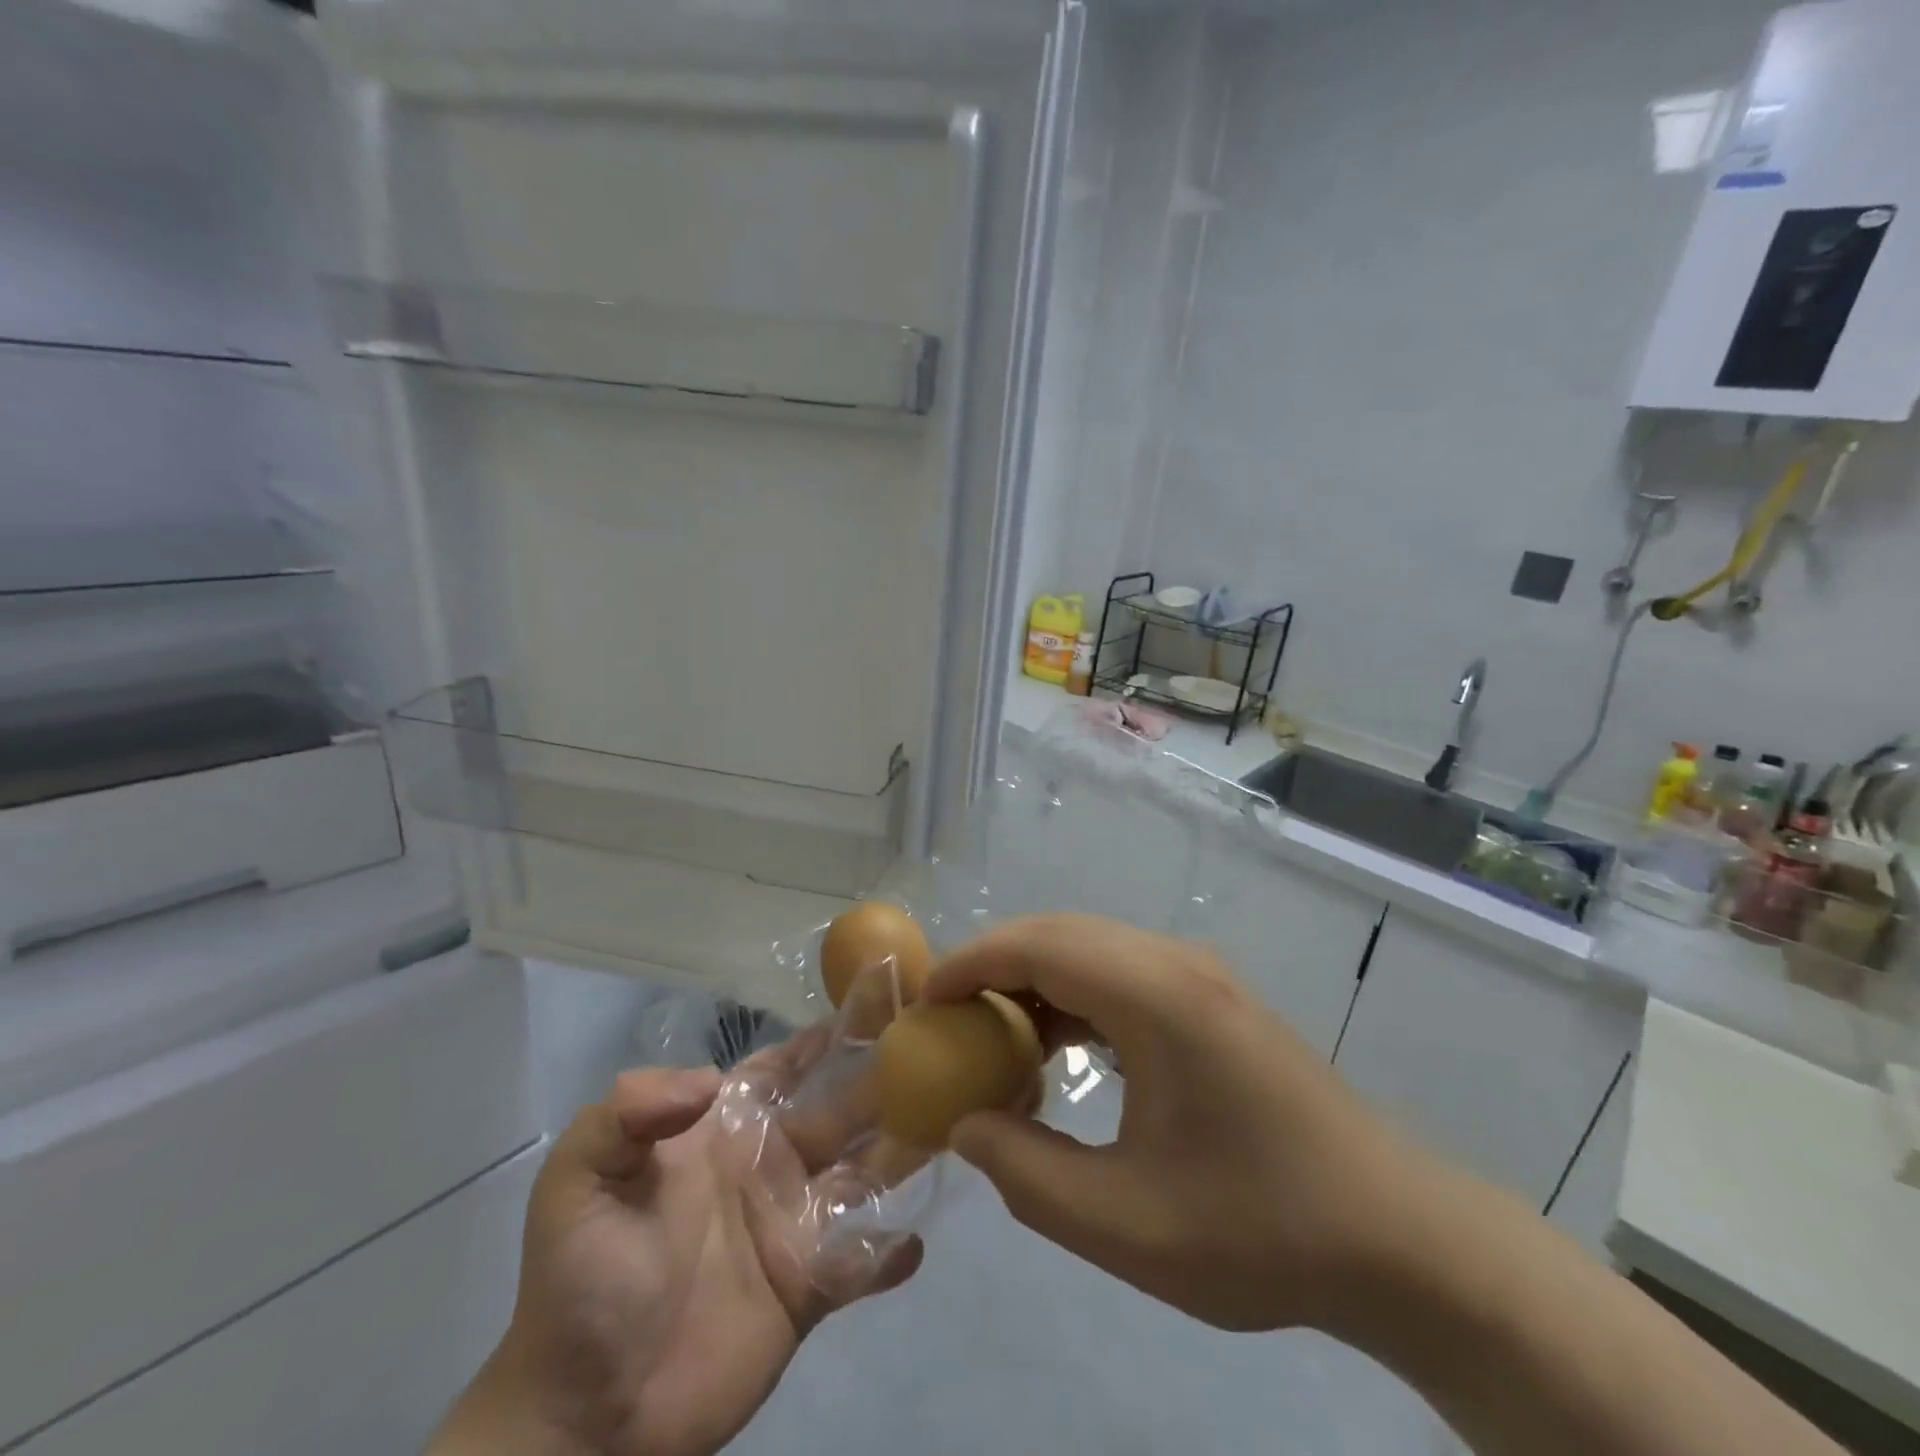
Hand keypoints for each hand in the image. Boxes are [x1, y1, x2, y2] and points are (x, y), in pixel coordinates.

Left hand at [430, 1062, 922, 1455]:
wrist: (584, 1416)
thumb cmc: (582, 1280)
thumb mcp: (579, 1179)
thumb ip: (630, 1113)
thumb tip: (711, 1081)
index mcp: (726, 1130)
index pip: (784, 1065)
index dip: (825, 1034)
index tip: (878, 999)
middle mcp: (769, 1164)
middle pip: (840, 1109)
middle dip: (884, 1079)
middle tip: (939, 1053)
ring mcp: (792, 1225)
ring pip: (863, 1174)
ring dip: (902, 1152)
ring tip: (948, 1126)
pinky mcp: (808, 1289)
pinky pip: (860, 1261)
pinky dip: (888, 1252)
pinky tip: (913, 1240)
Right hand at [924, 914, 1425, 1333]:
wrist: (1397, 1237)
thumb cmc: (1262, 1230)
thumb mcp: (1127, 1226)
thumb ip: (1027, 1174)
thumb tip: (966, 1126)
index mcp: (1157, 996)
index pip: (1039, 945)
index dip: (971, 963)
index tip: (923, 1002)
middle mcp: (1176, 963)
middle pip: (1060, 933)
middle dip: (993, 966)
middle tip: (946, 1021)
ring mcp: (1200, 975)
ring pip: (1090, 947)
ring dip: (1034, 979)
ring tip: (993, 1038)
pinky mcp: (1212, 997)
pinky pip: (1121, 971)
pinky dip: (1074, 996)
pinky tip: (1060, 1049)